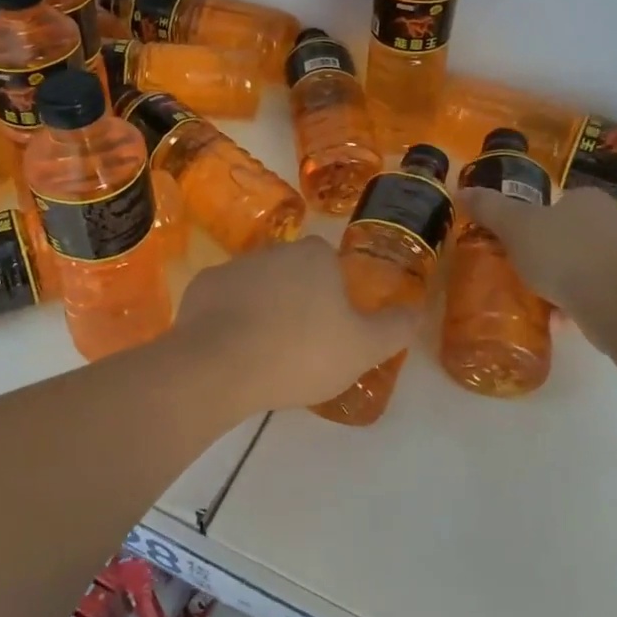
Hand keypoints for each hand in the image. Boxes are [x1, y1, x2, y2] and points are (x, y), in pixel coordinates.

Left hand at [172, 236, 416, 413]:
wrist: (221, 366)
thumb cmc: (301, 353)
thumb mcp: (363, 348)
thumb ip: (394, 328)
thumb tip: (415, 309)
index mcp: (314, 257)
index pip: (329, 264)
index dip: (333, 294)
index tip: (331, 328)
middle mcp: (273, 251)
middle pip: (292, 273)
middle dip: (298, 301)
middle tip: (301, 345)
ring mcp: (233, 267)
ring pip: (257, 287)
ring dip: (263, 310)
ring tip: (266, 355)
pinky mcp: (201, 288)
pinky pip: (223, 303)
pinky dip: (229, 321)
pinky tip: (233, 352)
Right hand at [459, 187, 616, 346]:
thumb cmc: (564, 255)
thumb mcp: (515, 227)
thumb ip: (489, 208)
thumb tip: (461, 190)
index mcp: (588, 198)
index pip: (556, 201)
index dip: (532, 219)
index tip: (514, 240)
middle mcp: (613, 220)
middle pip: (568, 232)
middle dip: (545, 251)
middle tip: (519, 268)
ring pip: (581, 262)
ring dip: (560, 277)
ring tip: (535, 296)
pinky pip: (594, 289)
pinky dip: (575, 300)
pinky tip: (557, 317)